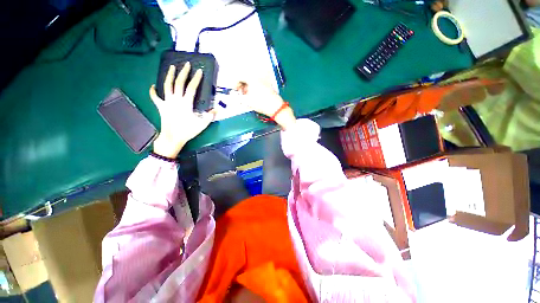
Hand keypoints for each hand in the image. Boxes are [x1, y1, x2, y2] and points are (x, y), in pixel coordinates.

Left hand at [150, 63, 214, 157]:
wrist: (172, 138)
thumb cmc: (187, 131)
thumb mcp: (201, 125)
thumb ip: (209, 117)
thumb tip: (216, 110)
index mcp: (186, 103)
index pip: (191, 88)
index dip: (196, 79)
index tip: (199, 71)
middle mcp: (175, 100)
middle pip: (179, 83)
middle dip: (183, 73)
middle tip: (186, 64)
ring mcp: (167, 102)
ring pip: (167, 86)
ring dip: (169, 76)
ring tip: (171, 67)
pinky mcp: (161, 107)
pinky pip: (155, 97)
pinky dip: (153, 91)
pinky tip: (153, 86)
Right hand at [236, 81, 295, 129]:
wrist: (276, 107)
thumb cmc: (261, 103)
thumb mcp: (248, 101)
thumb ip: (239, 97)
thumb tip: (236, 95)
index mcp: (252, 79)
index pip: (240, 77)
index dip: (235, 83)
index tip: (235, 90)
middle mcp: (258, 77)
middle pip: (246, 78)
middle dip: (242, 85)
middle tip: (241, 94)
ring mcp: (264, 81)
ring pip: (252, 81)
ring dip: (248, 87)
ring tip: (248, 96)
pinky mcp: (268, 86)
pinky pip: (258, 84)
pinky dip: (254, 88)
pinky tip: (254, 96)